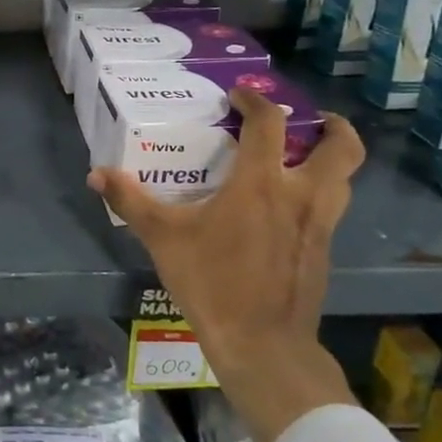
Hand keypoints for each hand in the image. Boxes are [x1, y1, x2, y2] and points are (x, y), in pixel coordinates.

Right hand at [89, 88, 365, 441]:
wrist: (261, 345)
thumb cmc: (211, 282)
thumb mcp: (162, 238)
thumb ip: (130, 200)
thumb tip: (96, 173)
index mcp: (262, 184)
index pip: (270, 123)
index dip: (257, 101)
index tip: (239, 96)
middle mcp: (302, 196)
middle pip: (343, 148)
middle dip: (333, 127)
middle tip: (309, 120)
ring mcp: (321, 225)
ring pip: (346, 179)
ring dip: (333, 160)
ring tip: (306, 157)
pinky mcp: (325, 252)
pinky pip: (334, 208)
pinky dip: (321, 193)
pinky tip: (290, 207)